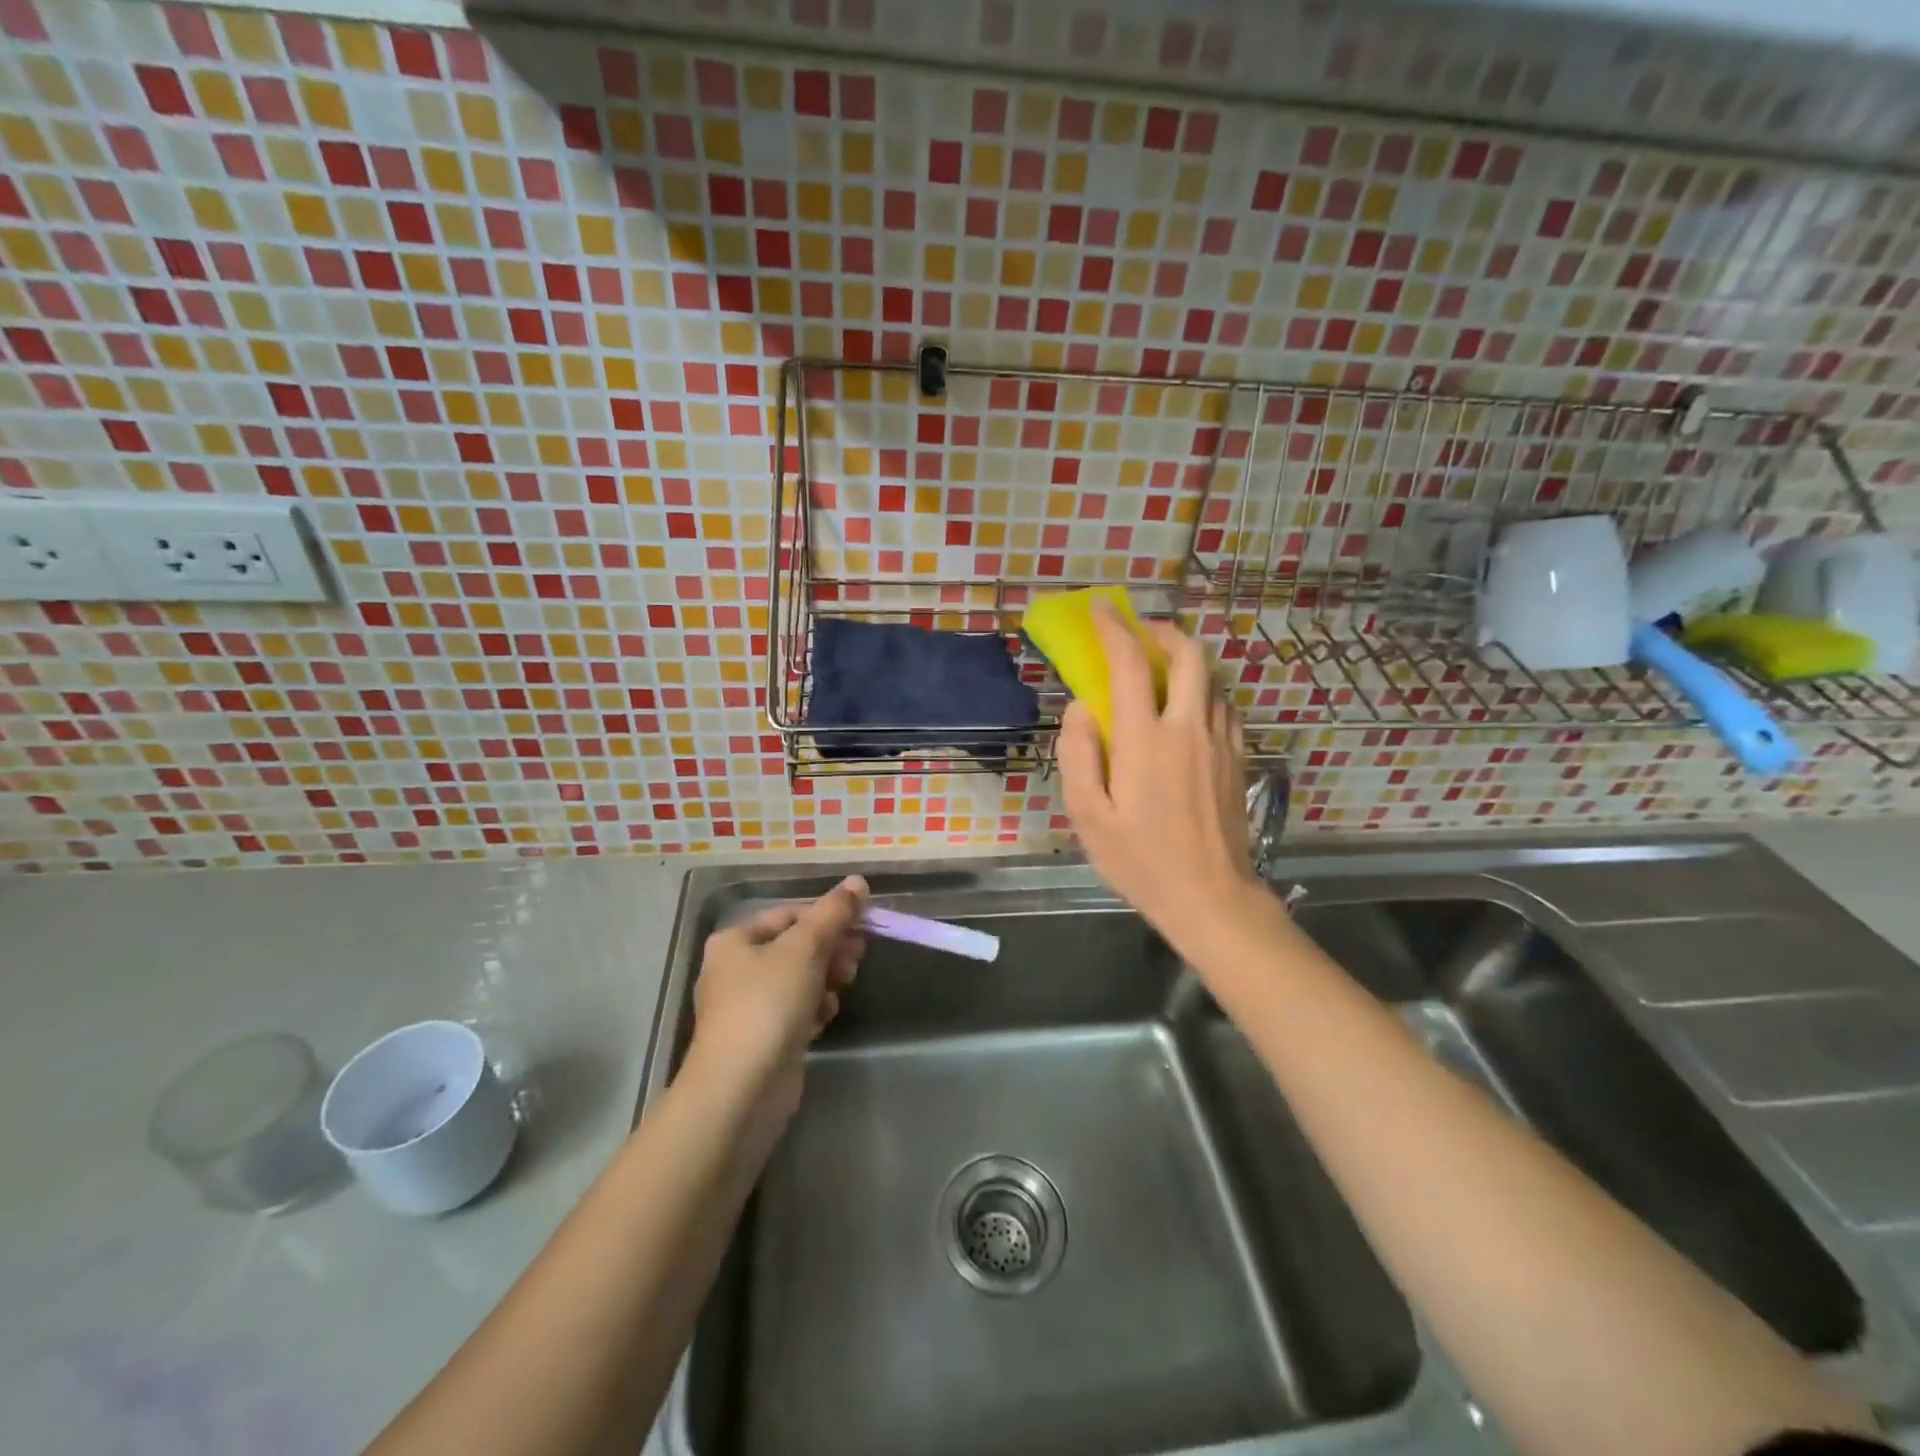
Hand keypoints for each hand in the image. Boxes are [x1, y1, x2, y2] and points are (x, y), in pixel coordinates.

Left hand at [682, 876, 866, 1127]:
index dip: (828, 917)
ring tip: (842, 988)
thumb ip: (834, 913)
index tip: (862, 926)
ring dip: (826, 979)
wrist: (741, 1090)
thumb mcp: (805, 949)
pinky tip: (825, 1017)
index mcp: (735, 940)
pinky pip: (796, 1009)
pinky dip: (814, 1008)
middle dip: (830, 950)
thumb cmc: (768, 1005)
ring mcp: (749, 1007)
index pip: (790, 914)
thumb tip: (858, 880)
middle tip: (857, 958)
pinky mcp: (763, 1038)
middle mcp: (736, 969)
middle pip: (796, 946)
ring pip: (800, 978)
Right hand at [1058, 606, 1260, 951]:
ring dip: (1185, 662)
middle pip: (1189, 654)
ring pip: (1212, 678)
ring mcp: (1221, 741)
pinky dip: (1204, 692)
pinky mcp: (1238, 758)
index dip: (1114, 630)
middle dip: (1163, 631)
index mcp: (1145, 740)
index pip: (1131, 664)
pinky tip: (1186, 712)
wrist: (1210, 897)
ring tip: (1161, 671)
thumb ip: (1079, 754)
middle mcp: (1188, 728)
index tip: (1102, 610)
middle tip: (1139, 634)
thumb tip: (1081, 708)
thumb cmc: (1139, 860)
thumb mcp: (1088, 815)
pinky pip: (1224, 706)